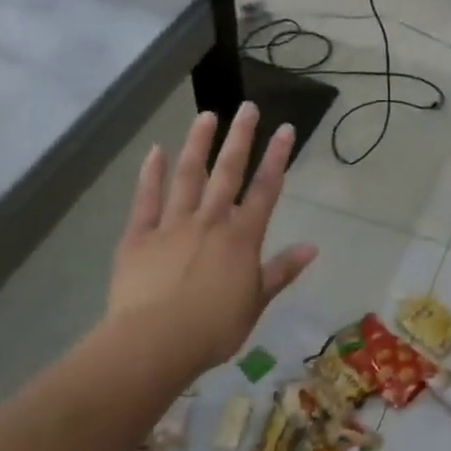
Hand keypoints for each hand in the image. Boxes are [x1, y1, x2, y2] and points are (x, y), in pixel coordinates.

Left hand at [105, 104, 317, 371]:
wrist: (154, 343)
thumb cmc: (213, 329)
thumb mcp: (256, 303)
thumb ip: (280, 271)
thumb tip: (311, 247)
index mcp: (242, 238)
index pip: (265, 190)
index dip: (276, 158)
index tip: (285, 129)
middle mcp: (210, 221)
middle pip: (229, 172)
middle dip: (240, 138)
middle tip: (247, 107)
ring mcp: (172, 225)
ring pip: (188, 176)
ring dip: (199, 144)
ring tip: (206, 115)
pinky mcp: (139, 236)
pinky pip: (146, 199)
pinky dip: (151, 174)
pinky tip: (156, 151)